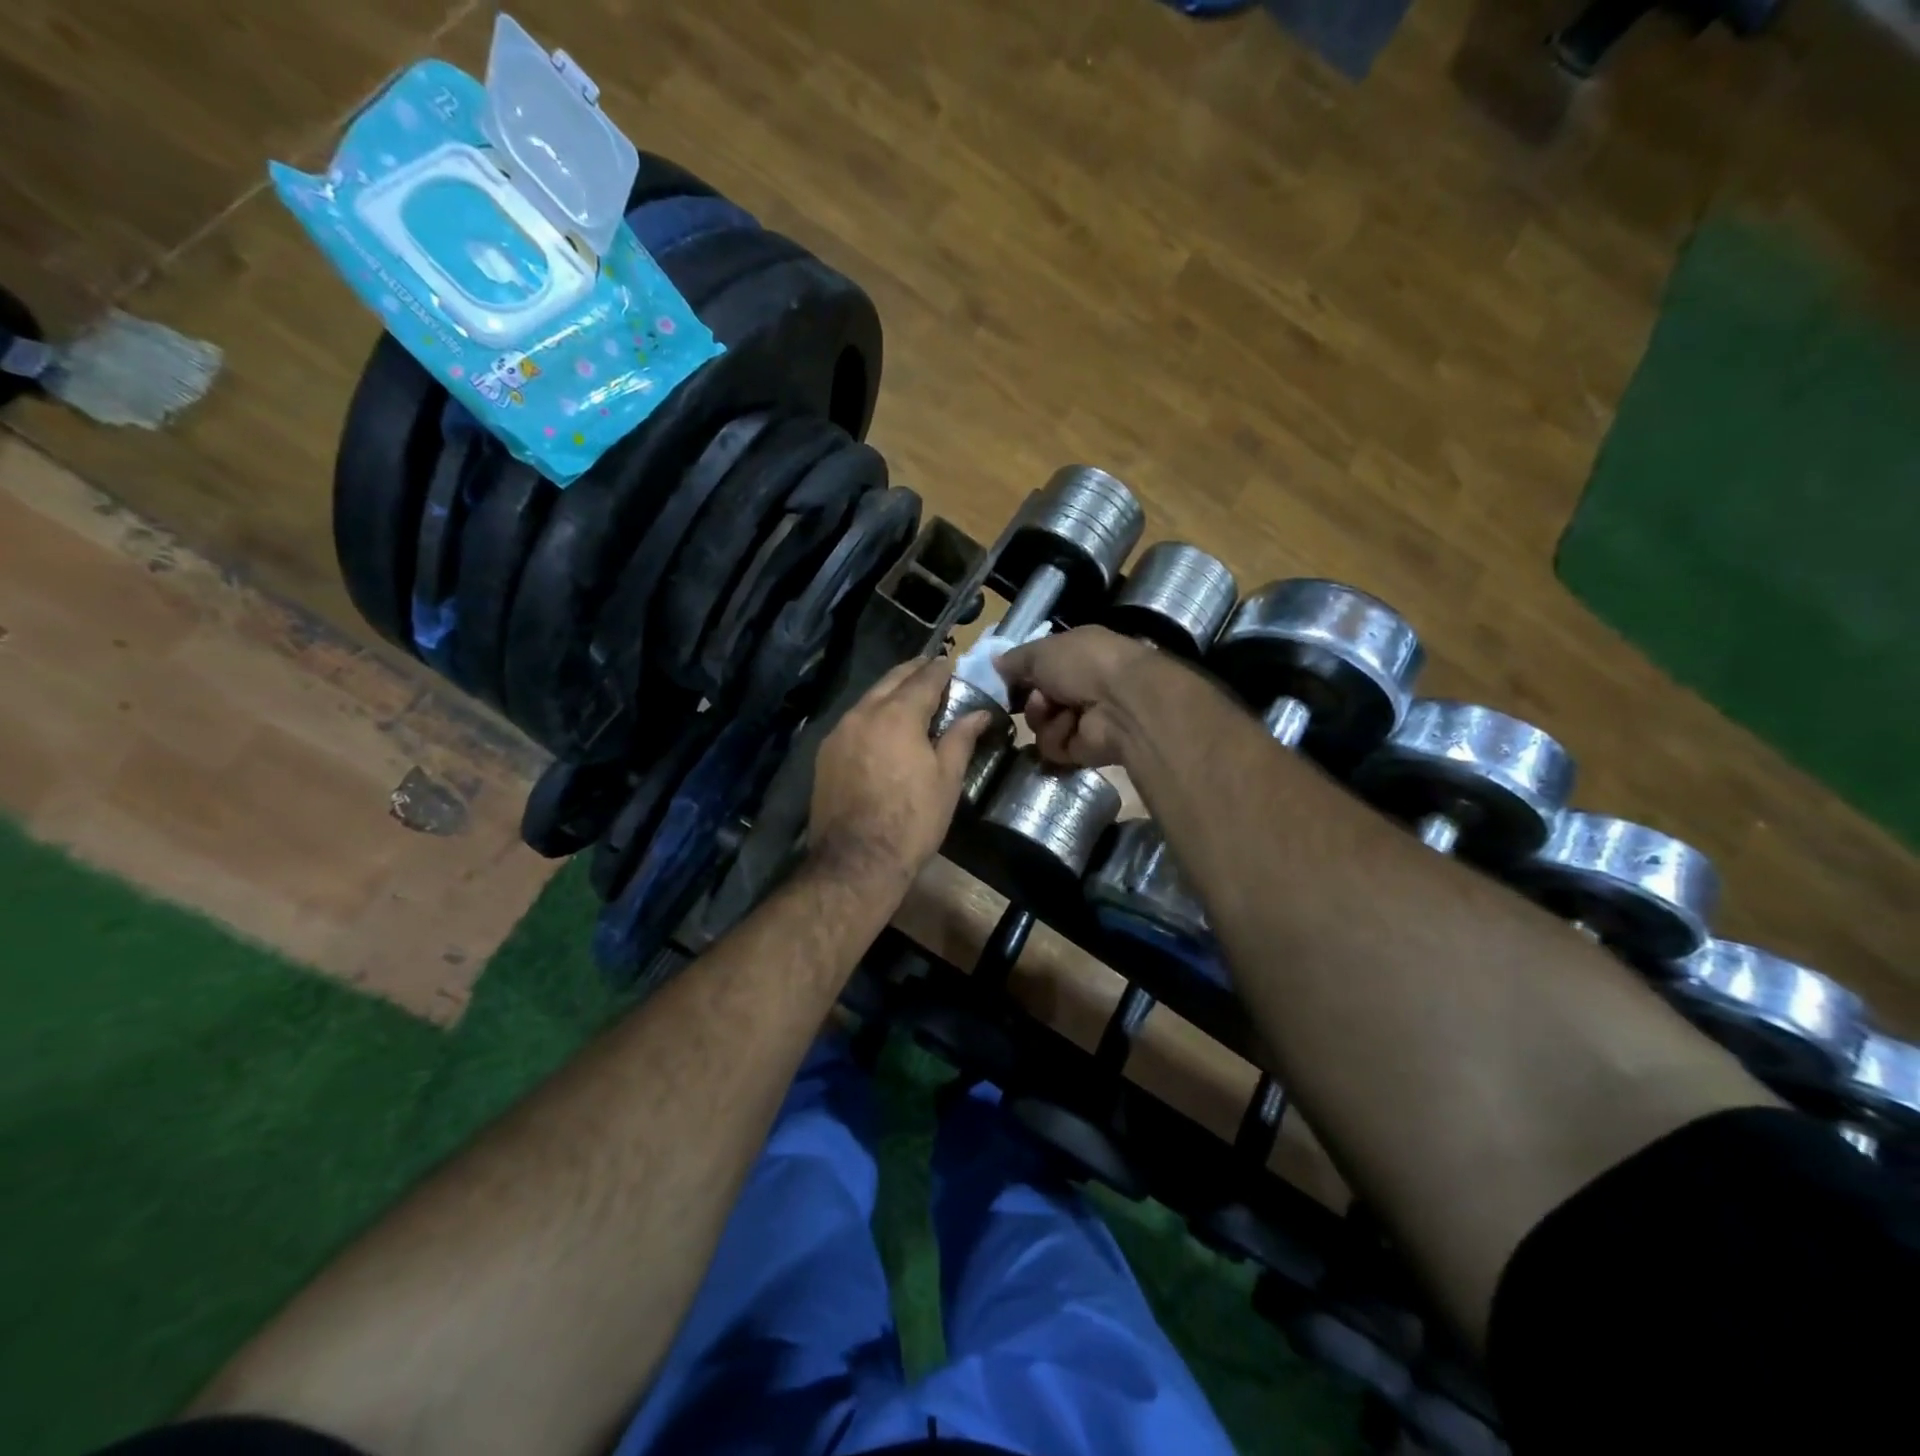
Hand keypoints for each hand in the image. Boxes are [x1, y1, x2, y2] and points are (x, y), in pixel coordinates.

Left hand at [808, 656, 991, 885]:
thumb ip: (961, 738)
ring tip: (909, 696)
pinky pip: (853, 720)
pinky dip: (871, 713)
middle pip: (891, 680)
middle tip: (931, 670)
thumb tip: (980, 713)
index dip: (940, 669)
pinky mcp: (825, 753)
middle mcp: (863, 713)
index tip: (951, 663)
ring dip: (890, 691)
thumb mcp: (946, 780)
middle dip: (913, 672)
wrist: (857, 860)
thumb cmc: (912, 820)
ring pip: (868, 698)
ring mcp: (839, 732)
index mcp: (898, 715)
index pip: (924, 679)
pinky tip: (882, 726)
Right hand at [995, 626, 1157, 767]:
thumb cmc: (1084, 664)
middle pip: (1037, 699)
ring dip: (1044, 718)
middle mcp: (1082, 686)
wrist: (1122, 703)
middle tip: (1041, 696)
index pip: (1041, 667)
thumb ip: (1016, 659)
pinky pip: (1053, 746)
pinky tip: (1074, 728)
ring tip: (1060, 711)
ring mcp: (1084, 719)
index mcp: (1077, 655)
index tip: (1005, 679)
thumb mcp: (1042, 651)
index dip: (1022, 674)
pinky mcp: (1084, 749)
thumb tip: (995, 662)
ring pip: (1041, 725)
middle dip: (1032, 699)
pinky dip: (1059, 737)